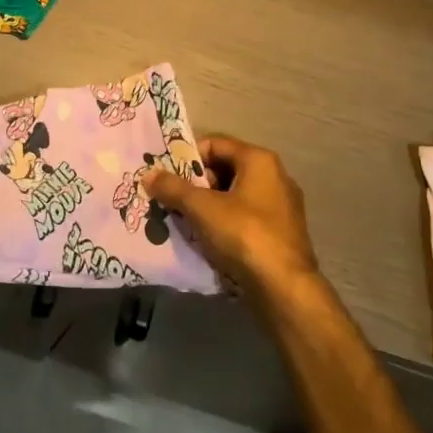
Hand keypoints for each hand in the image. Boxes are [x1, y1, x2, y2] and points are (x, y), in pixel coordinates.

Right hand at [145, 136, 319, 302]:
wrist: (285, 289)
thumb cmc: (244, 235)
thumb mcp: (202, 209)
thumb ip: (174, 188)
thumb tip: (148, 174)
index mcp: (259, 160)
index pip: (215, 144)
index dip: (188, 157)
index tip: (167, 175)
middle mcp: (275, 176)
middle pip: (226, 169)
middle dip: (197, 184)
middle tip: (172, 199)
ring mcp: (282, 206)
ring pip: (235, 196)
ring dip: (209, 205)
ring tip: (185, 220)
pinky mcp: (282, 233)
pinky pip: (246, 217)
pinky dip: (226, 223)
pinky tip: (208, 239)